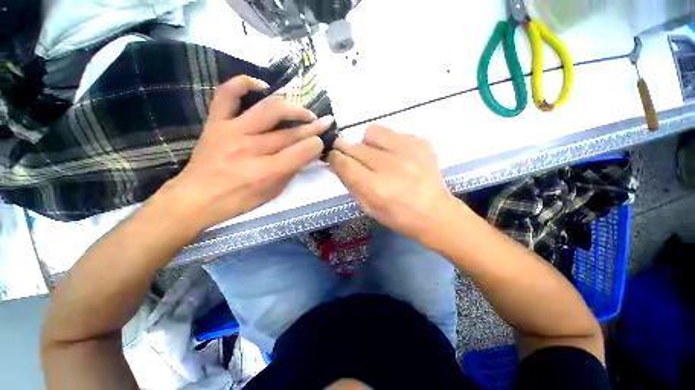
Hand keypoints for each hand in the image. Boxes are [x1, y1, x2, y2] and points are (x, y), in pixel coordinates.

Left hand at [162, 75, 333, 230]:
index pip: (302, 151)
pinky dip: (244, 83)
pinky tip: (262, 86)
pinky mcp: (216, 123)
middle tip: (324, 122)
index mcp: (268, 172)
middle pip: (291, 132)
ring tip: (304, 111)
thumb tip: (307, 152)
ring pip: (269, 109)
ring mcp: (232, 132)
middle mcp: (252, 149)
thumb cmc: (239, 200)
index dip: (317, 144)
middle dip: (313, 127)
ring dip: (293, 108)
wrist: (196, 198)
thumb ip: (292, 170)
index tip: (321, 142)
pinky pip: (227, 95)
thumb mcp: (273, 192)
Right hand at [328, 125, 459, 241]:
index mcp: (375, 188)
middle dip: (347, 151)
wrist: (435, 212)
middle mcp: (390, 165)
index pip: (344, 163)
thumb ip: (350, 183)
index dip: (334, 157)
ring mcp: (408, 150)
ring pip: (372, 132)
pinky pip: (393, 133)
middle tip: (353, 158)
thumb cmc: (398, 216)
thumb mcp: (368, 207)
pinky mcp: (420, 142)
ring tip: (377, 156)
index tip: (332, 156)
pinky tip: (397, 158)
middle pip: (355, 147)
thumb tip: (337, 162)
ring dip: (368, 144)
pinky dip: (388, 144)